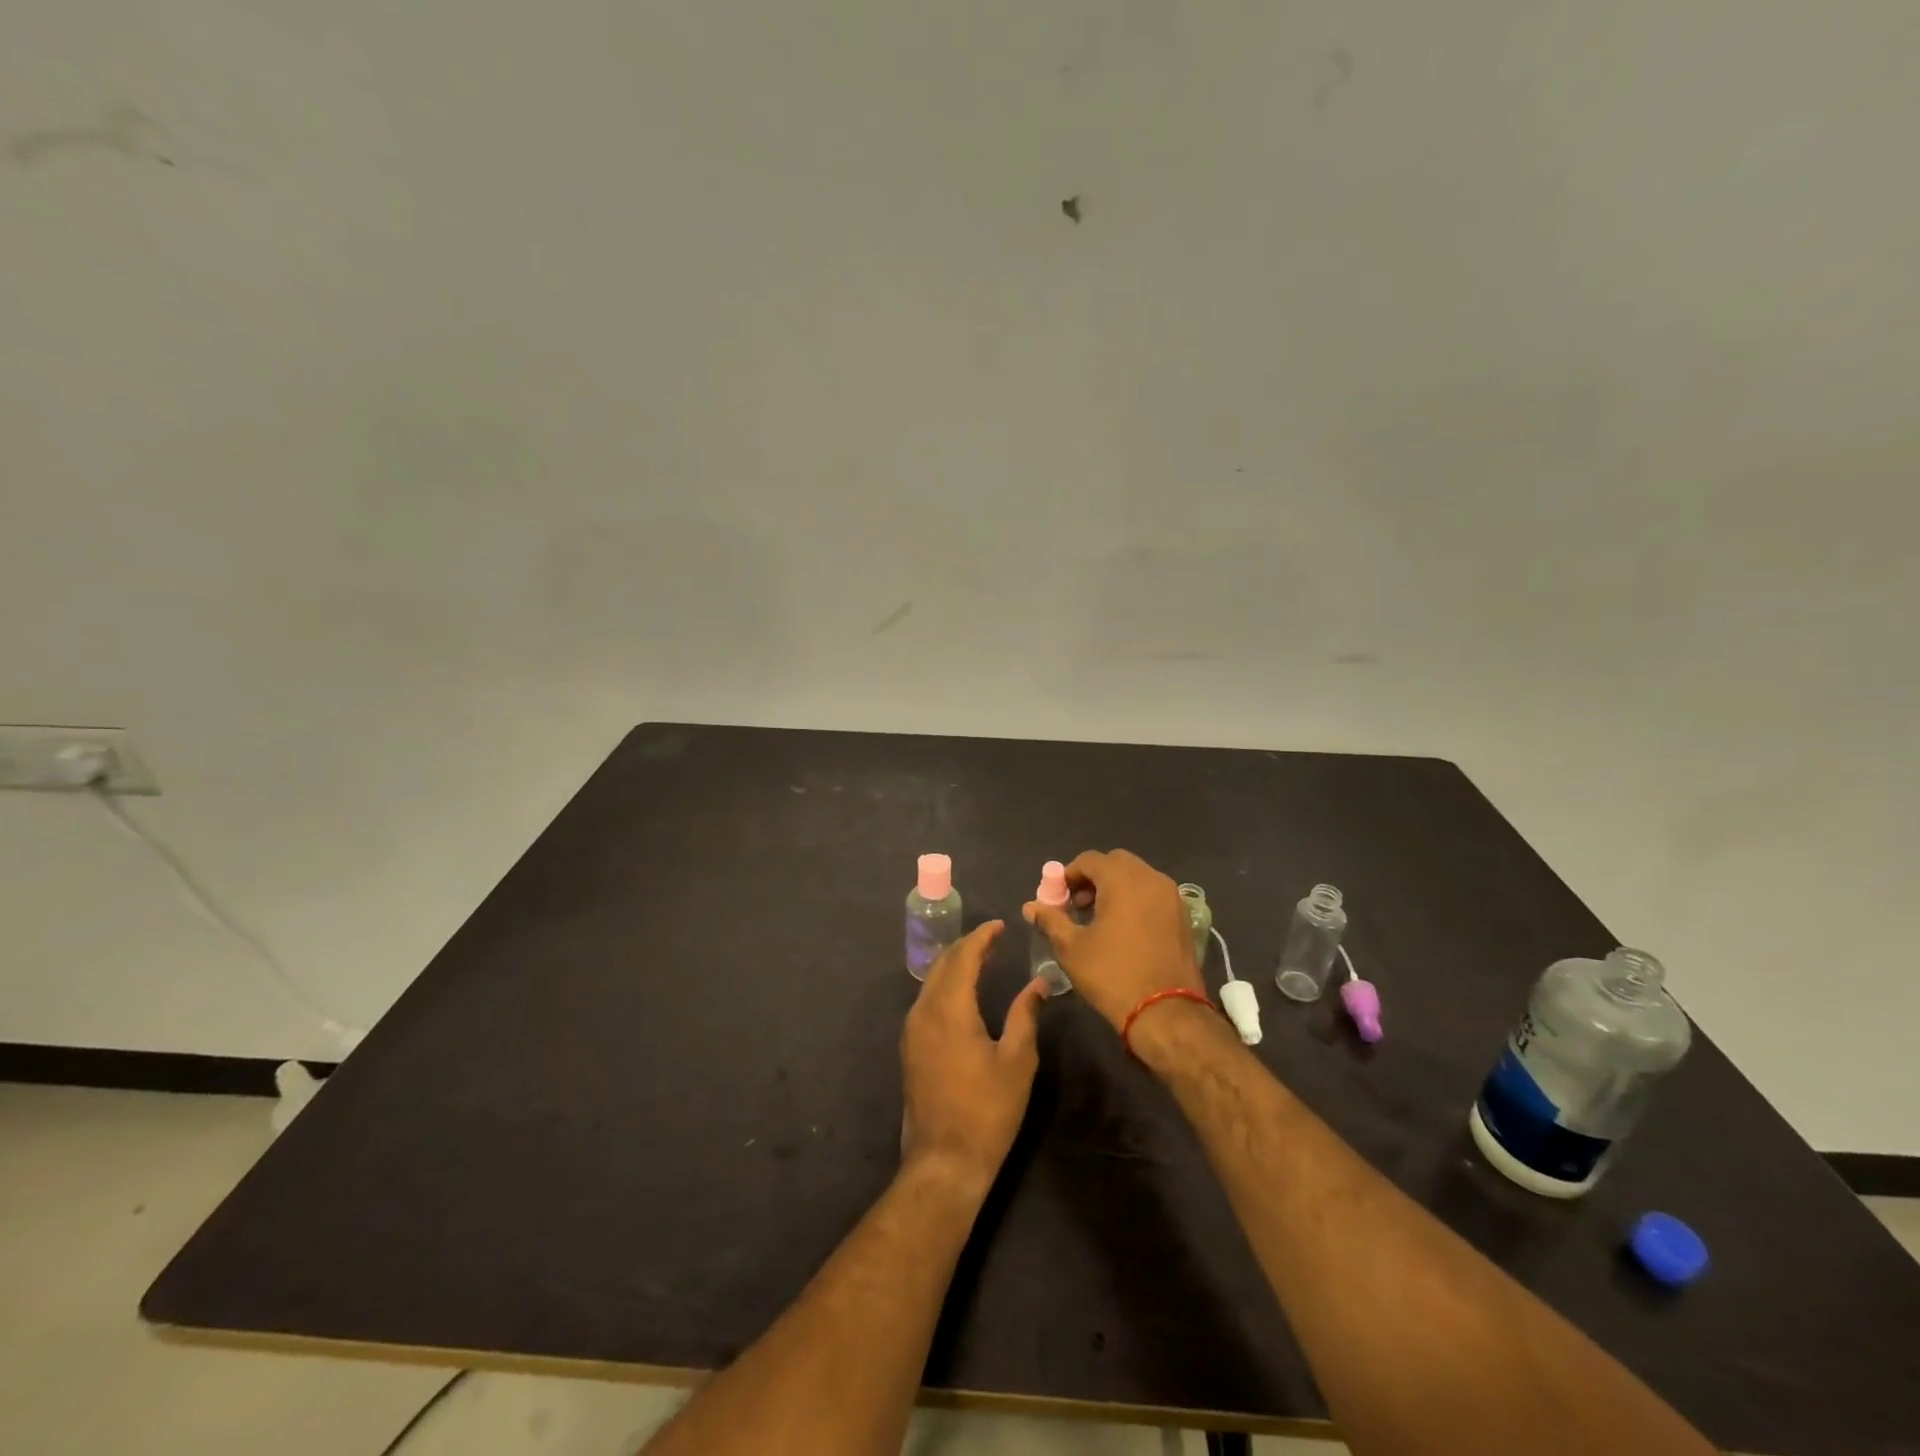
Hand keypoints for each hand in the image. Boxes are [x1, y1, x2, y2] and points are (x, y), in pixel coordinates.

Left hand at [900, 921, 1049, 1195]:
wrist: (944, 1160)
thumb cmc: (987, 1110)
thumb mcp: (1016, 1060)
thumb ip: (1025, 1014)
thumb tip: (1039, 983)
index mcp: (949, 1009)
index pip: (963, 957)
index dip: (982, 937)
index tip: (1000, 925)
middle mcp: (924, 1011)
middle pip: (942, 963)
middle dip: (967, 946)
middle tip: (994, 939)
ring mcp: (912, 1030)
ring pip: (931, 981)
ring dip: (955, 965)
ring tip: (982, 960)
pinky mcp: (910, 1047)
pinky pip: (926, 1000)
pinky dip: (945, 985)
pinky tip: (962, 993)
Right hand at [1024, 850, 1199, 1032]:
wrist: (1166, 1012)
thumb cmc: (1112, 974)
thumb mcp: (1071, 948)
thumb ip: (1051, 920)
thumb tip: (1031, 906)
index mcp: (1122, 879)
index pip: (1089, 860)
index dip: (1069, 875)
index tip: (1058, 898)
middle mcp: (1151, 878)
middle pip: (1116, 863)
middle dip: (1094, 878)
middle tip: (1079, 905)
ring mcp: (1172, 896)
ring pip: (1138, 877)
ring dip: (1116, 887)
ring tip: (1101, 918)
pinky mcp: (1184, 916)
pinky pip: (1154, 894)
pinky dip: (1137, 899)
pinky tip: (1126, 928)